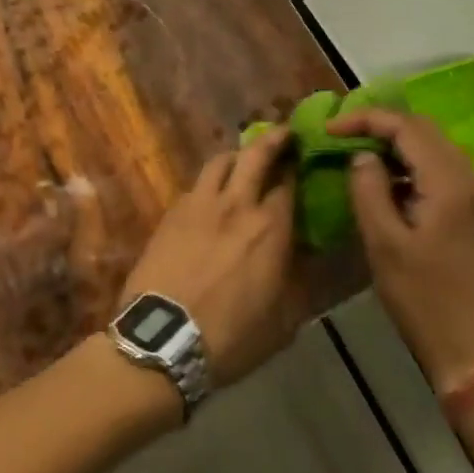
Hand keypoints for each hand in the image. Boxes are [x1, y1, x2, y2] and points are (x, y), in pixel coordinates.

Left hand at [117, 127, 303, 388]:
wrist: (163, 338)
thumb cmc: (231, 336)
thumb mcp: (283, 321)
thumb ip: (299, 281)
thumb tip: (309, 257)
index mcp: (270, 228)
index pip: (289, 182)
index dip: (299, 166)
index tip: (306, 158)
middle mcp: (236, 205)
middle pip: (255, 155)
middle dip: (273, 140)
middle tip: (283, 134)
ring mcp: (199, 204)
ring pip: (220, 161)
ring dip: (237, 155)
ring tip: (243, 160)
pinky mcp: (171, 213)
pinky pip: (195, 185)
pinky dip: (209, 182)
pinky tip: (211, 195)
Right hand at [326, 108, 473, 390]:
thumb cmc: (423, 299)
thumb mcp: (384, 244)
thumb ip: (369, 190)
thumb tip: (362, 156)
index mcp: (451, 184)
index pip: (407, 128)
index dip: (365, 120)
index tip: (329, 128)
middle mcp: (473, 180)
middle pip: (425, 131)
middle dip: (381, 126)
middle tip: (342, 136)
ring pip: (436, 148)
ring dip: (397, 144)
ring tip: (359, 153)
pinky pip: (443, 170)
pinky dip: (413, 165)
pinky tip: (388, 182)